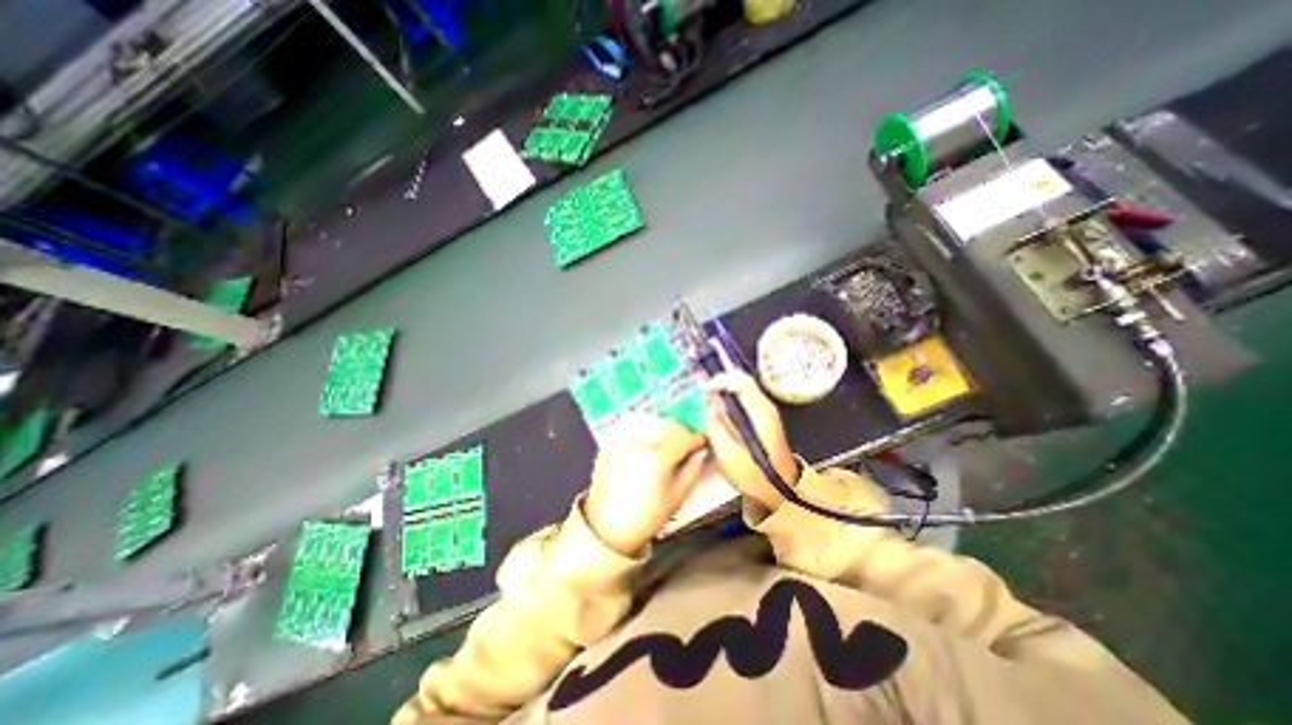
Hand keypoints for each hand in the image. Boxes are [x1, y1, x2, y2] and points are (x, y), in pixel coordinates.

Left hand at [585, 412, 711, 554]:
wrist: (608, 530)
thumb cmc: (645, 517)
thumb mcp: (676, 497)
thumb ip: (692, 471)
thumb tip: (702, 452)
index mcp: (659, 459)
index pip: (684, 437)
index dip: (696, 438)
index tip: (701, 442)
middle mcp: (639, 445)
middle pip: (666, 425)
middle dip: (680, 432)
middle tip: (686, 443)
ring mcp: (622, 444)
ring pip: (648, 423)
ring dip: (660, 427)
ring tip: (666, 442)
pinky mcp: (609, 446)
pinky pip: (628, 428)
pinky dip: (640, 430)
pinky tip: (645, 442)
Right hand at [706, 372, 799, 513]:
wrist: (779, 493)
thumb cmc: (756, 478)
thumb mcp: (729, 455)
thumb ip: (716, 429)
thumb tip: (707, 409)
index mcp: (760, 412)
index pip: (740, 380)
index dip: (719, 380)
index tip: (703, 390)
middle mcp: (764, 407)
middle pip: (739, 382)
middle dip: (717, 387)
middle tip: (700, 399)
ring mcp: (764, 413)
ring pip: (739, 391)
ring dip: (720, 396)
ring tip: (705, 409)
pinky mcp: (760, 421)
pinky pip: (740, 403)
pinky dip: (726, 405)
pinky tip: (716, 418)